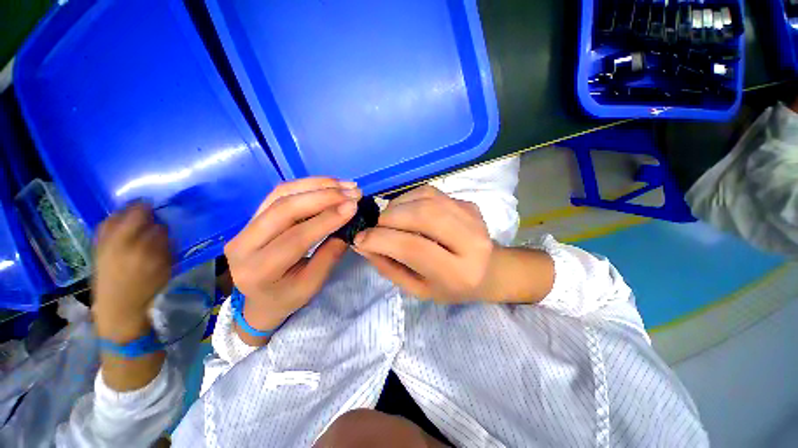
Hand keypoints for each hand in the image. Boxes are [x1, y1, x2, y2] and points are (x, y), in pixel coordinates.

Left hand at [92, 203, 171, 342]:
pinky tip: (117, 221)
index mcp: (144, 250)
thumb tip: (163, 228)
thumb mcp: (165, 269)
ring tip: (134, 211)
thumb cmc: (148, 290)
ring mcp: (106, 246)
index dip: (157, 213)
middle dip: (141, 209)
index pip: (152, 223)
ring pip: (114, 219)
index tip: (162, 209)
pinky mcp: (96, 251)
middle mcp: (122, 244)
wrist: (119, 310)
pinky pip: (103, 228)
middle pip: (131, 216)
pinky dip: (111, 221)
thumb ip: (165, 247)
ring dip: (125, 213)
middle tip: (150, 207)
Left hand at [224, 178, 359, 337]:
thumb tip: (348, 223)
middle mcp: (243, 243)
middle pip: (285, 208)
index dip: (327, 218)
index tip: (353, 206)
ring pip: (282, 194)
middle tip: (353, 192)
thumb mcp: (313, 284)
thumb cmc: (288, 297)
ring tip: (345, 185)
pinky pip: (280, 192)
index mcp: (258, 270)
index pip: (296, 237)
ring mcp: (244, 225)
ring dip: (317, 185)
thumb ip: (330, 254)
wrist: (259, 299)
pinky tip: (329, 184)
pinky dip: (307, 185)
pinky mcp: (253, 215)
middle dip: (324, 196)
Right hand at [354, 185, 497, 301]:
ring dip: (397, 206)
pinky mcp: (468, 203)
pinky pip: (430, 192)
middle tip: (376, 228)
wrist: (488, 271)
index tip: (360, 239)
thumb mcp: (417, 288)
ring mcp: (472, 217)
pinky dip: (408, 199)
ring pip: (425, 198)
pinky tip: (405, 211)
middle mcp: (472, 241)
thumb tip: (361, 242)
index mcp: (459, 273)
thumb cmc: (450, 287)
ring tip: (389, 220)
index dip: (381, 240)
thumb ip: (388, 266)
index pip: (414, 248)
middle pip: (423, 215)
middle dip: (389, 218)